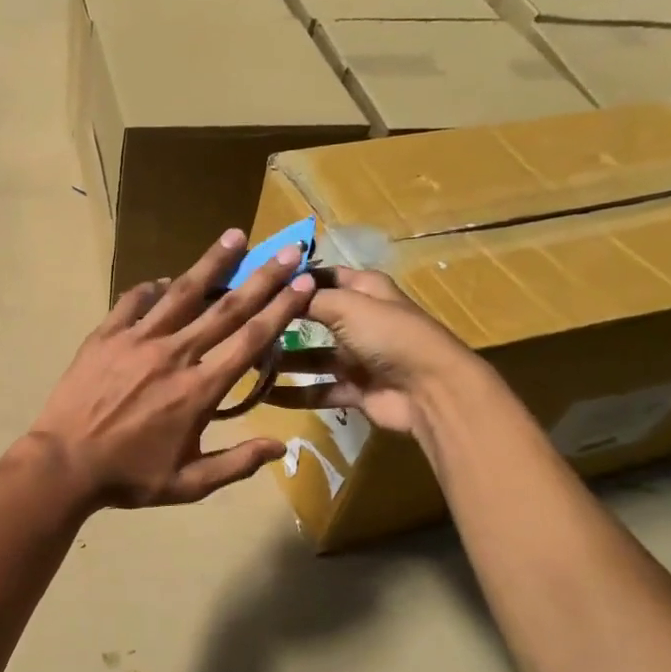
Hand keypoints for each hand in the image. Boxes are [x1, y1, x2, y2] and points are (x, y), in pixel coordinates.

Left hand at [28, 230, 315, 508]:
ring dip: (212, 264)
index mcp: (199, 390)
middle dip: (263, 277)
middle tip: (289, 250)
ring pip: (182, 294)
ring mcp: (137, 340)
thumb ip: (236, 463)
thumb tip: (282, 447)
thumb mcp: (188, 484)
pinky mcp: (105, 336)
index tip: (304, 283)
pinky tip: (164, 280)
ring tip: (235, 236)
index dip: (282, 310)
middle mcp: (175, 355)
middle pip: (226, 308)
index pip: (250, 340)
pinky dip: (152, 288)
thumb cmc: (128, 477)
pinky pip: (133, 302)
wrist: (63, 464)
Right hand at [262, 267, 471, 435]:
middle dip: (280, 320)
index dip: (292, 279)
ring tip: (244, 359)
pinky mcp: (355, 390)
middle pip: (312, 317)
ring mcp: (357, 358)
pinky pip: (317, 390)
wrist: (430, 391)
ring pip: (310, 356)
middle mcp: (360, 320)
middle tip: (241, 323)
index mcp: (365, 290)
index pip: (322, 277)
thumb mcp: (347, 305)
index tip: (254, 283)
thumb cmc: (389, 335)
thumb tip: (278, 288)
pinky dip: (292, 394)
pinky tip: (260, 394)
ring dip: (281, 359)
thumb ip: (309, 299)